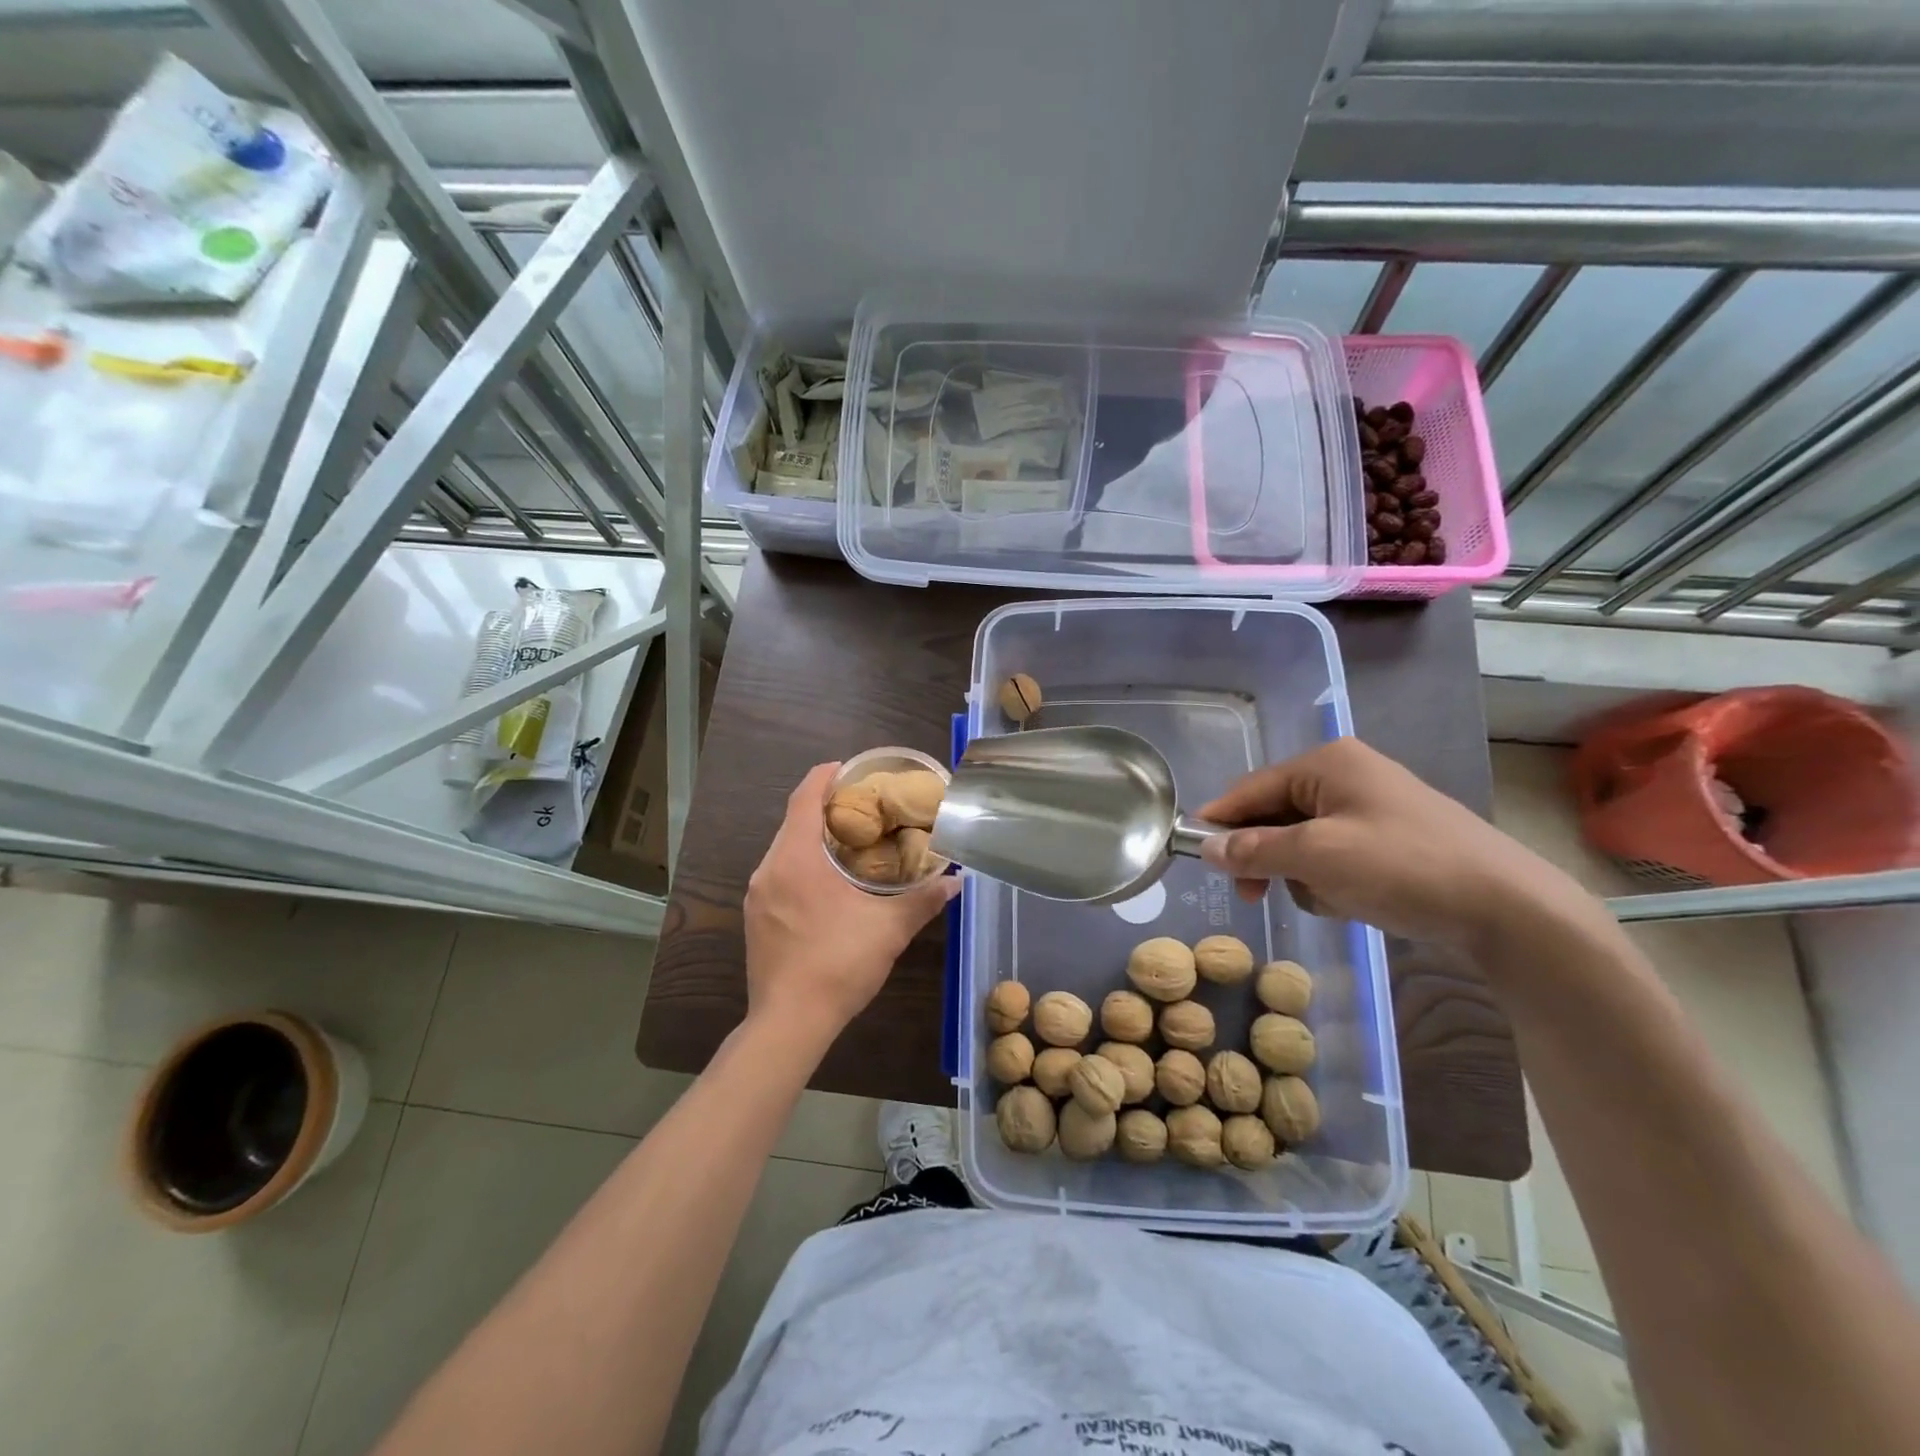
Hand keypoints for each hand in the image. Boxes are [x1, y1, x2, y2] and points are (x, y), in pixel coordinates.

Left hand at [744, 762, 959, 1046]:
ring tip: (849, 842)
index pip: (804, 798)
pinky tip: (827, 883)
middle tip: (862, 807)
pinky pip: (778, 874)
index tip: (849, 769)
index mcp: (796, 859)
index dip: (825, 776)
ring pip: (784, 849)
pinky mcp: (755, 918)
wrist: (789, 1023)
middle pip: (793, 821)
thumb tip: (956, 882)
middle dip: (824, 808)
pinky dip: (801, 864)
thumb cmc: (838, 964)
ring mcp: (757, 895)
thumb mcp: (889, 930)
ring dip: (812, 838)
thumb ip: (923, 900)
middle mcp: (768, 869)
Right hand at [1196, 737, 1592, 949]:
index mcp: (1327, 764)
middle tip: (1252, 896)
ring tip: (1328, 899)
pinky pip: (1333, 856)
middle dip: (1265, 856)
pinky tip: (1352, 902)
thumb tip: (1207, 848)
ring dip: (1302, 875)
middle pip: (1275, 815)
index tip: (1193, 856)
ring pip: (1302, 841)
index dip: (1218, 822)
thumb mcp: (1317, 857)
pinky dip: (1331, 882)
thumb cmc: (1403, 867)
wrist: (1509, 909)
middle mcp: (1345, 776)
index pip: (1250, 788)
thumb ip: (1254, 850)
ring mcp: (1371, 808)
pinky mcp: (1390, 840)